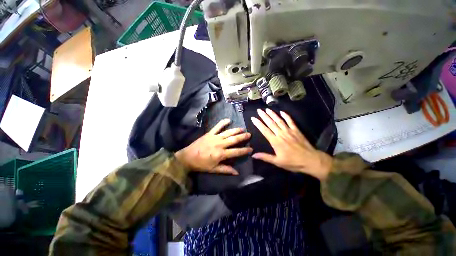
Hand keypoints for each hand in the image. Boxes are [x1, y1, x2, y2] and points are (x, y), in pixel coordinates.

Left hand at [175, 119, 252, 174]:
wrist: (187, 157)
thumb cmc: (201, 164)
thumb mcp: (214, 169)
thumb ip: (226, 170)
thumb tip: (237, 172)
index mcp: (221, 154)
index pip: (236, 152)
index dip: (245, 150)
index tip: (251, 149)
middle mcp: (220, 144)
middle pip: (234, 139)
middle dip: (243, 137)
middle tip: (249, 134)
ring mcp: (215, 137)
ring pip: (228, 132)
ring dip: (236, 130)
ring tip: (243, 128)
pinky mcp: (209, 133)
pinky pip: (217, 126)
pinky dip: (223, 122)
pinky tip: (228, 120)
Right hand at [251, 109, 332, 180]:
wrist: (311, 160)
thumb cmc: (293, 162)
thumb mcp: (277, 162)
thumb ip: (265, 157)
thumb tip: (253, 155)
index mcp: (275, 141)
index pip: (264, 130)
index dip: (258, 124)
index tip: (253, 118)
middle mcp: (281, 134)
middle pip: (271, 123)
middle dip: (264, 116)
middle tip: (259, 110)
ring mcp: (289, 131)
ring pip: (279, 120)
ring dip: (273, 114)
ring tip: (267, 109)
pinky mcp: (296, 130)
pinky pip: (290, 121)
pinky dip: (286, 116)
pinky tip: (282, 112)